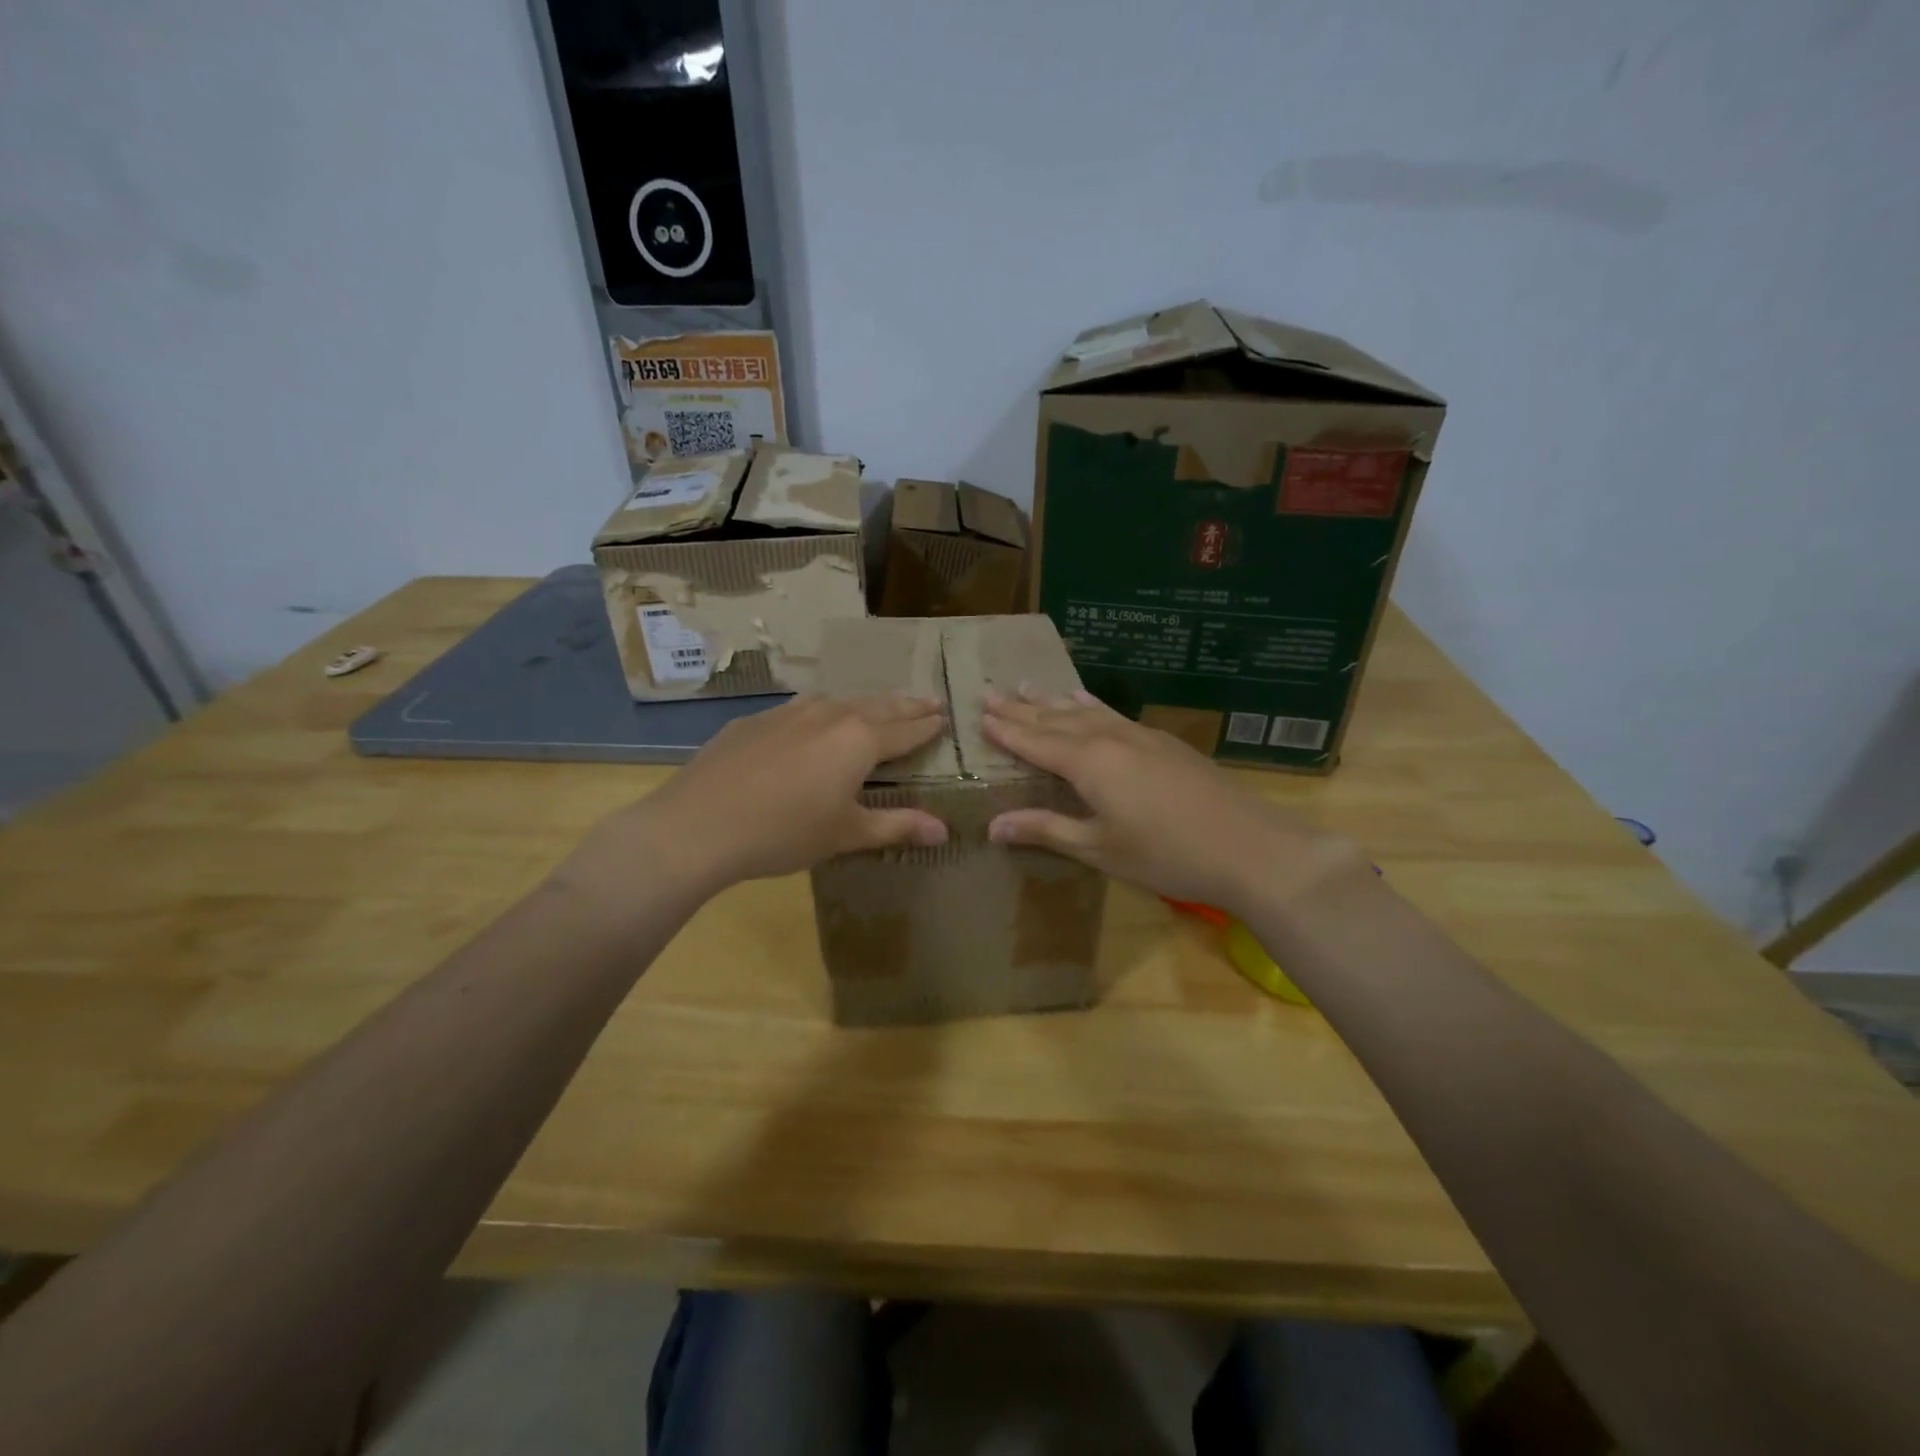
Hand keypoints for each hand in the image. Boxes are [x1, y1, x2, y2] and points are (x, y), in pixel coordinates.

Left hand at [566, 695, 948, 900]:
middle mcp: (829, 715)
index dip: (928, 725)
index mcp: (859, 740)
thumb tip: (944, 830)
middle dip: (905, 705)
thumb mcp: (846, 833)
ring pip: (839, 700)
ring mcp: (789, 713)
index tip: (945, 716)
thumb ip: (897, 826)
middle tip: (928, 700)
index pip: (906, 728)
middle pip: (877, 706)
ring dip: (865, 703)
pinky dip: (823, 710)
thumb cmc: (784, 832)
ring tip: (879, 706)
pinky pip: (802, 708)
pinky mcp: (756, 721)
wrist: (698, 824)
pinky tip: (815, 718)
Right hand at [981, 688, 1365, 917]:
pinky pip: (1112, 715)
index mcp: (1089, 763)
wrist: (1249, 847)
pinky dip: (1089, 706)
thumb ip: (1047, 830)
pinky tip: (1085, 701)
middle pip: (1056, 720)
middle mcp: (1110, 739)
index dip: (1006, 730)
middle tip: (990, 692)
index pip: (1035, 741)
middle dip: (1021, 708)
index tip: (979, 713)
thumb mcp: (1099, 848)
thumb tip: (992, 826)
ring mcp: (1140, 736)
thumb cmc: (1166, 855)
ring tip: (1026, 685)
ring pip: (1085, 712)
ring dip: (1052, 701)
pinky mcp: (1163, 743)